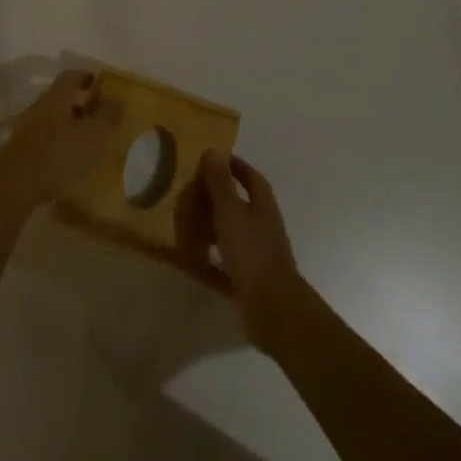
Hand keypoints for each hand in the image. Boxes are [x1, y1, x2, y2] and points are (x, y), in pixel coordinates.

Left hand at [0, 70, 124, 226]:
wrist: (14, 186)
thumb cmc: (57, 155)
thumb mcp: (92, 136)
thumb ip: (106, 117)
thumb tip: (117, 99)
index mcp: (56, 97)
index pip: (71, 76)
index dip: (86, 76)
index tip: (99, 84)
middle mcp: (39, 106)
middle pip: (60, 96)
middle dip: (79, 102)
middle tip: (97, 113)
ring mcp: (26, 128)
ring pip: (51, 117)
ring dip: (68, 122)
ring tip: (85, 138)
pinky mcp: (20, 149)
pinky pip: (43, 136)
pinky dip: (57, 140)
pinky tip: (67, 157)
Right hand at [173, 151, 303, 349]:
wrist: (273, 309)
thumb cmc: (251, 252)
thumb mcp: (231, 212)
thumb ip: (220, 184)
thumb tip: (214, 151)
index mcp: (263, 208)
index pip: (252, 179)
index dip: (236, 167)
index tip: (214, 159)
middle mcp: (263, 229)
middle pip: (243, 206)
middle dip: (221, 196)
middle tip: (193, 190)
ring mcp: (258, 257)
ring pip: (234, 235)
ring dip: (215, 227)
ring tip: (188, 222)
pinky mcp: (249, 282)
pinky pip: (226, 265)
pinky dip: (210, 260)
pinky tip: (191, 261)